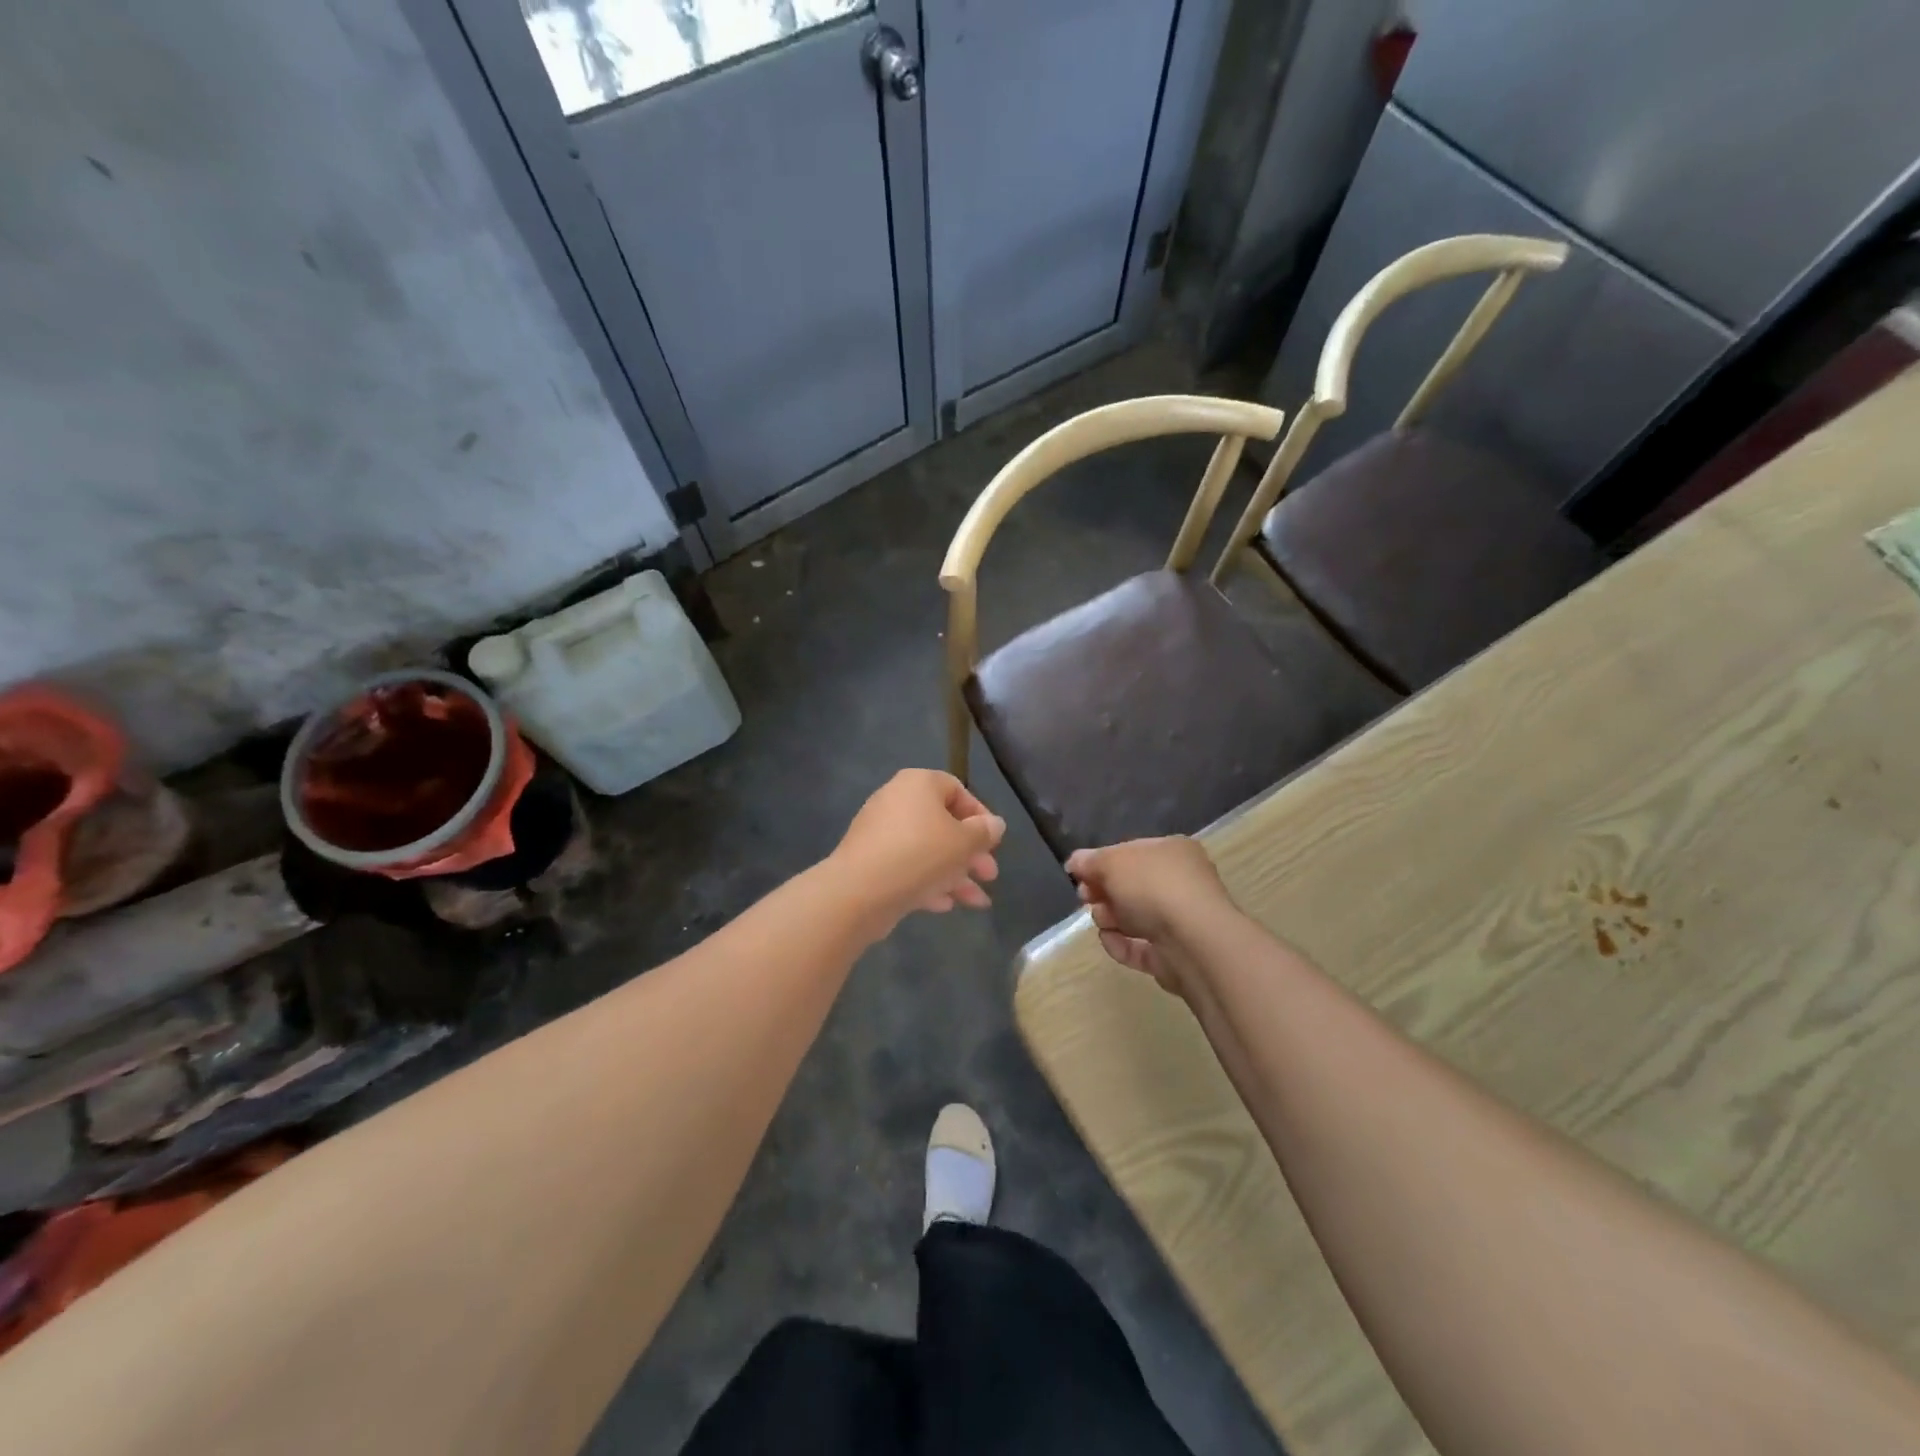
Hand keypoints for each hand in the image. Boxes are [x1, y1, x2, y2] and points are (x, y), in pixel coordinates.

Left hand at [831, 770, 1004, 932]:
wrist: (859, 891)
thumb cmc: (920, 854)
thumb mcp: (964, 842)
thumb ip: (984, 831)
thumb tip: (994, 824)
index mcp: (919, 784)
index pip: (957, 789)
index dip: (980, 815)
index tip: (993, 841)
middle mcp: (897, 801)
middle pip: (943, 824)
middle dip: (970, 853)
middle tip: (990, 875)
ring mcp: (880, 832)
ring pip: (927, 850)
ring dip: (955, 874)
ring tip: (977, 901)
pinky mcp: (870, 861)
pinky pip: (907, 866)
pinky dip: (928, 882)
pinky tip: (945, 905)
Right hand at [1066, 837, 1235, 999]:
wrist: (1193, 941)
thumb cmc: (1153, 887)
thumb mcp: (1112, 862)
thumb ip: (1090, 861)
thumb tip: (1074, 862)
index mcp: (1172, 852)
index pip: (1131, 853)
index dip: (1102, 862)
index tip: (1079, 874)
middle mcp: (1180, 883)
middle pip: (1131, 887)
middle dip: (1103, 892)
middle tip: (1085, 897)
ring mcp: (1180, 921)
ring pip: (1134, 917)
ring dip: (1110, 918)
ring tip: (1102, 920)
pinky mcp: (1174, 955)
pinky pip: (1140, 947)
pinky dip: (1121, 944)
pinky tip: (1109, 940)